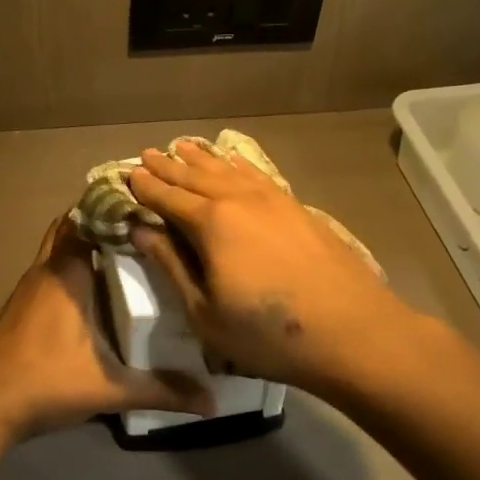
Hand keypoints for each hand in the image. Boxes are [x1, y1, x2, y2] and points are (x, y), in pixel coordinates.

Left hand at [0, 216, 214, 438]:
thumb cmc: (47, 381)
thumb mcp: (110, 388)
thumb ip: (161, 390)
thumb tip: (211, 402)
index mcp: (67, 273)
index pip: (88, 219)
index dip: (114, 206)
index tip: (146, 203)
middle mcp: (46, 270)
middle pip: (70, 226)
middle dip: (100, 219)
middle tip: (140, 224)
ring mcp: (29, 286)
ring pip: (57, 246)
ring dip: (84, 241)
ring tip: (126, 248)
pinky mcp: (22, 304)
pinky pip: (50, 268)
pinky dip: (71, 264)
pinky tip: (96, 286)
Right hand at [127, 141, 416, 396]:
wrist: (353, 332)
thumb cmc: (268, 333)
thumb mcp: (205, 312)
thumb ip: (172, 266)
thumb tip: (142, 231)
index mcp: (211, 223)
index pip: (167, 198)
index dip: (145, 188)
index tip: (126, 175)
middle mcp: (239, 200)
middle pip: (195, 177)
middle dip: (167, 166)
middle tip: (146, 154)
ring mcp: (273, 200)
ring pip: (227, 170)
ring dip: (201, 158)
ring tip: (182, 146)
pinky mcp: (297, 208)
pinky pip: (257, 175)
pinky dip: (238, 165)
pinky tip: (233, 162)